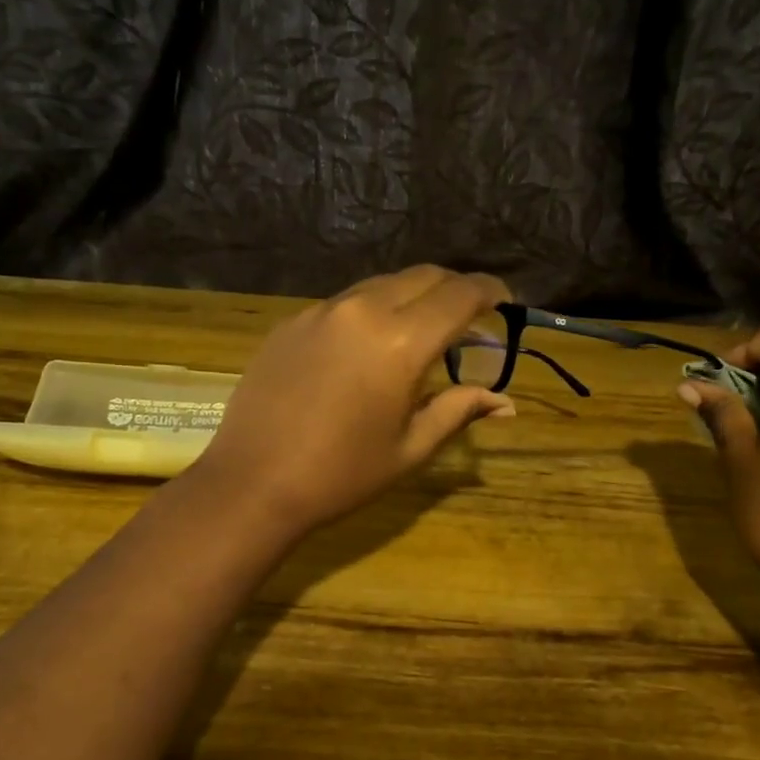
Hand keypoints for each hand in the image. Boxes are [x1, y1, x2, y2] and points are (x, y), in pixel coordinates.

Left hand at [195, 266, 516, 531]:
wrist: (253, 483)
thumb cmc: (342, 475)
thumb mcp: (410, 447)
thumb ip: (459, 410)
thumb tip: (504, 402)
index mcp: (400, 341)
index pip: (460, 294)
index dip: (491, 291)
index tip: (506, 302)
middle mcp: (362, 310)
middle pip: (423, 276)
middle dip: (455, 289)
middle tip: (469, 320)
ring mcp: (320, 311)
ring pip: (381, 284)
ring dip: (412, 298)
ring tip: (420, 333)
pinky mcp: (291, 322)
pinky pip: (344, 302)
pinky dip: (371, 311)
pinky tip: (367, 348)